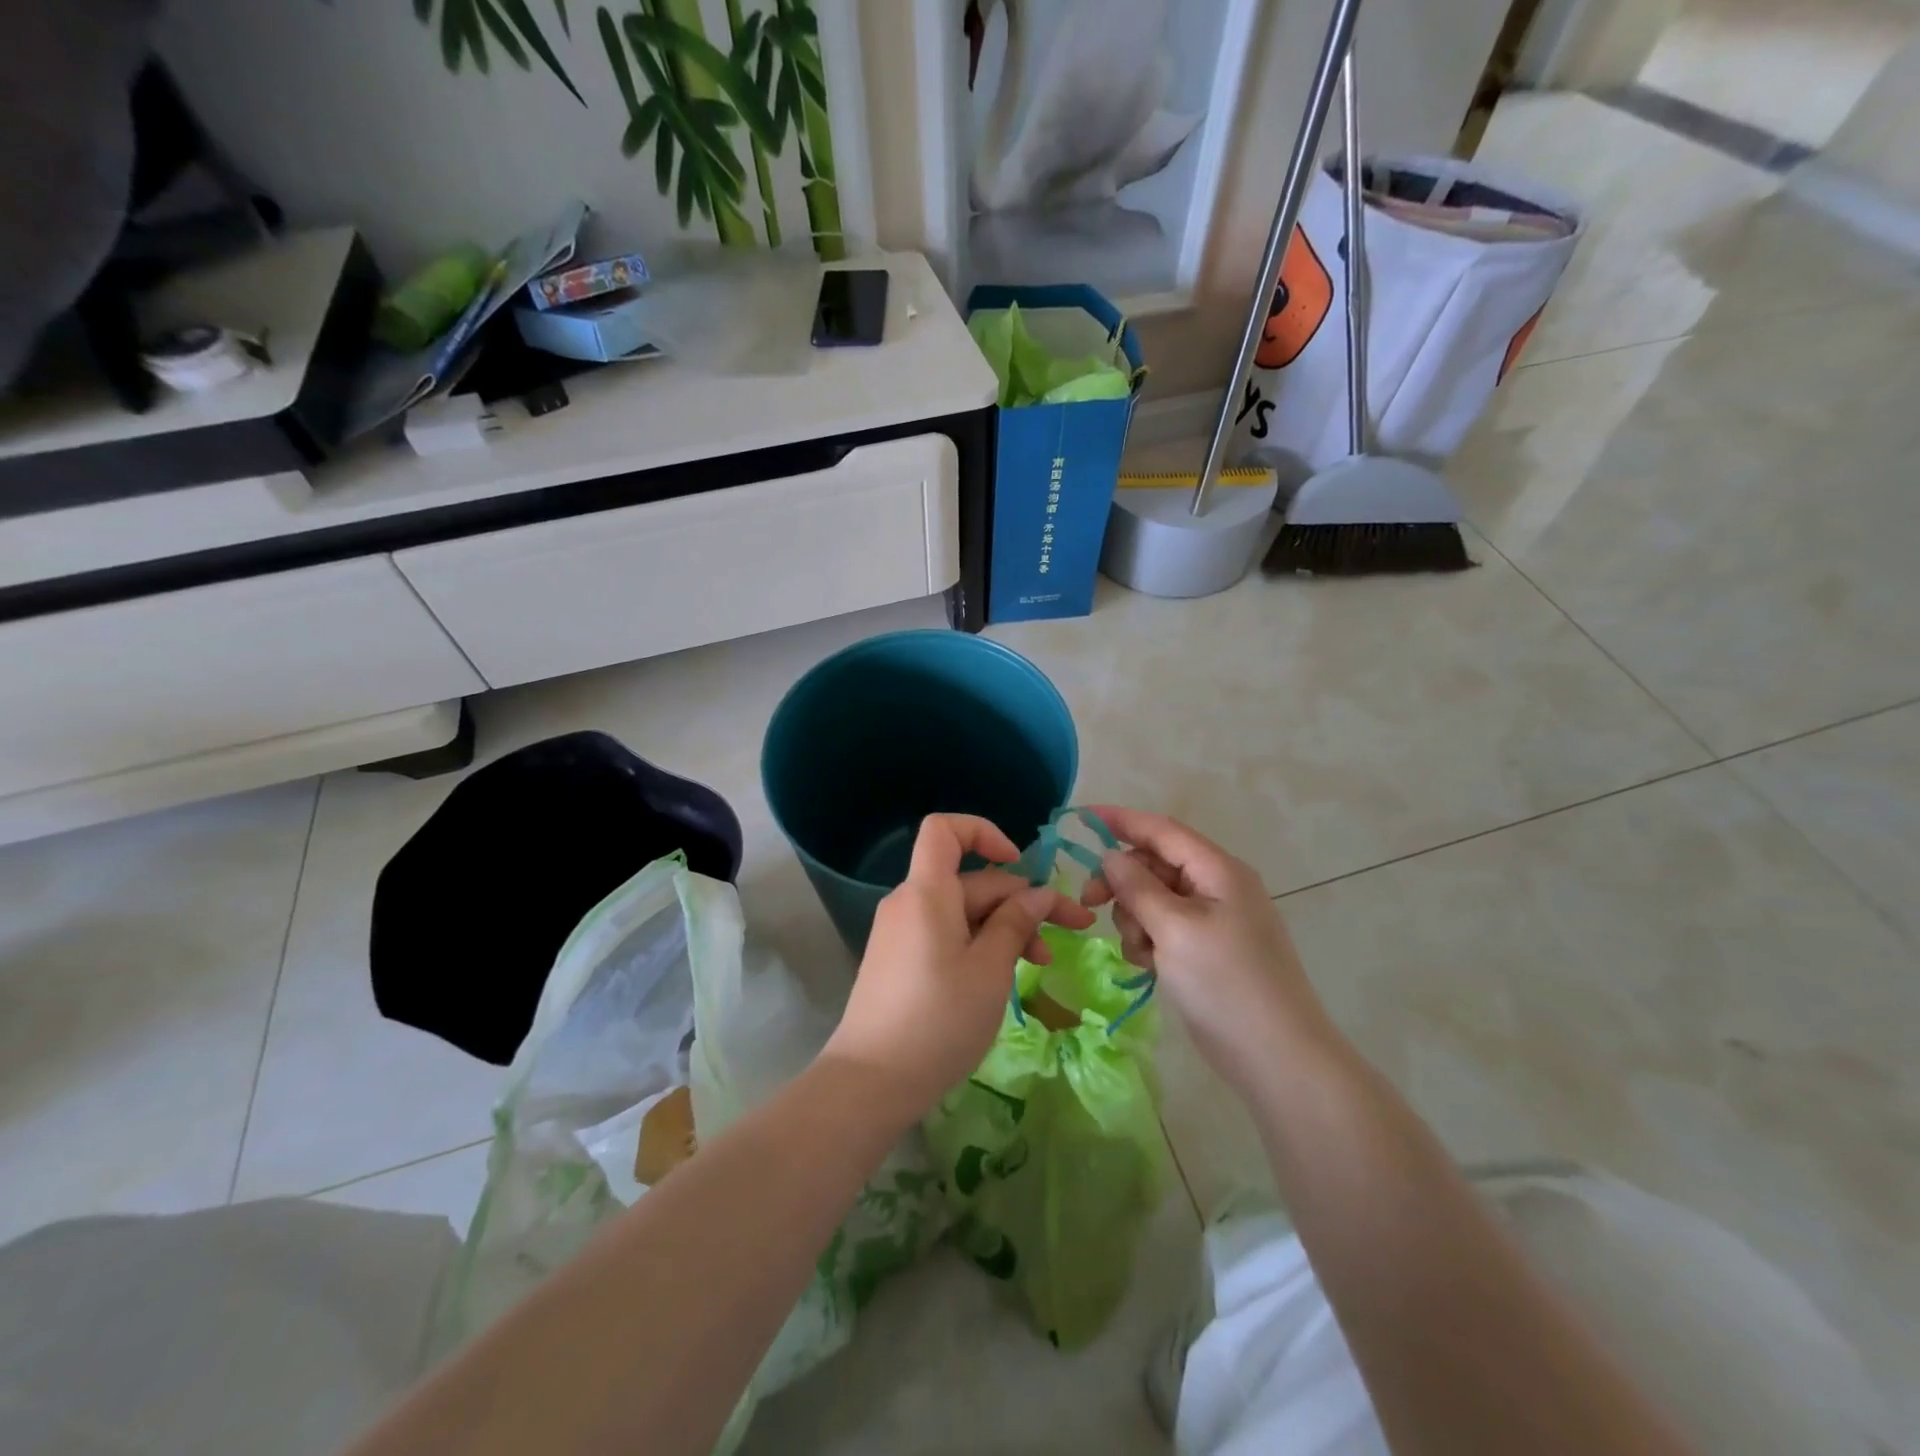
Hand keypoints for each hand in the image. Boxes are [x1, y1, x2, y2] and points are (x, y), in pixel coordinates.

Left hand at [822, 814, 1094, 1114]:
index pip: (944, 830)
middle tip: (1070, 931)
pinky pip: (945, 935)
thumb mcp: (990, 969)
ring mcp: (901, 933)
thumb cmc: (938, 1019)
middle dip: (1020, 900)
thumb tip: (1037, 894)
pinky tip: (1004, 975)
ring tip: (1042, 962)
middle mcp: (909, 902)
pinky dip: (978, 944)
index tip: (1020, 862)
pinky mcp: (899, 961)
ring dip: (1004, 927)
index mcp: (927, 892)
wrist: (871, 1081)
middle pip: (969, 880)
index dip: (983, 832)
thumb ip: (1015, 924)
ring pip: (962, 912)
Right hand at [1083, 806, 1335, 1094]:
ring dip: (1135, 918)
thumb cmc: (1225, 983)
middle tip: (1091, 902)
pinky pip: (1164, 928)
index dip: (1123, 820)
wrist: (1276, 1057)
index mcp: (1218, 870)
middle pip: (1155, 865)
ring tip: (1141, 952)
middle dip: (1123, 882)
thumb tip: (1111, 855)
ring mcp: (1213, 920)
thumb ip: (1138, 887)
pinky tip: (1151, 967)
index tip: (1082, 819)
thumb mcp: (1174, 929)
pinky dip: (1149, 941)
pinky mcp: (1206, 950)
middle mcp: (1216, 887)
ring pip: (1154, 899)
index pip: (1163, 830)